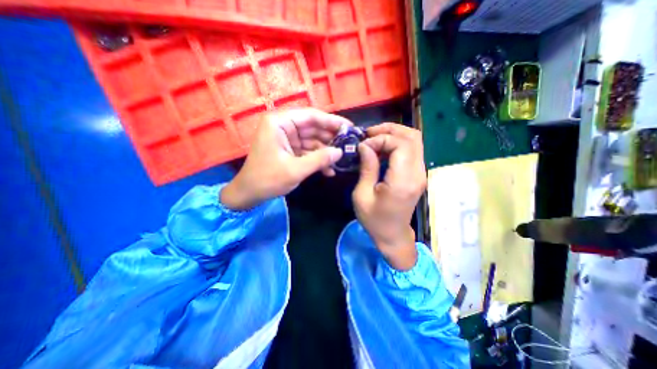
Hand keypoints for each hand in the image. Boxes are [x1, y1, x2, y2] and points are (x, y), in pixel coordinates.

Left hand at [221, 108, 353, 209]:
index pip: (311, 116)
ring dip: (325, 152)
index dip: (332, 121)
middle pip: (313, 128)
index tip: (349, 127)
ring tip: (341, 160)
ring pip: (312, 141)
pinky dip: (317, 159)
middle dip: (330, 138)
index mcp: (280, 123)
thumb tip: (340, 152)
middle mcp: (283, 126)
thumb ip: (320, 159)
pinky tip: (329, 170)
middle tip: (349, 144)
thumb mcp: (296, 169)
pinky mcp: (289, 150)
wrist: (249, 194)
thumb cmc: (268, 179)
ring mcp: (286, 139)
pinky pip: (307, 151)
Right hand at [351, 123, 429, 268]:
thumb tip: (365, 146)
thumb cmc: (374, 219)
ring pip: (414, 140)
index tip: (363, 146)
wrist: (392, 235)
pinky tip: (382, 148)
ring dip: (394, 134)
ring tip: (374, 138)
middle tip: (369, 134)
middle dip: (390, 130)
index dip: (381, 139)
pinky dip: (397, 143)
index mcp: (403, 181)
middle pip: (412, 137)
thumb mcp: (362, 195)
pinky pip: (412, 150)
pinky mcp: (418, 174)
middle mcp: (417, 174)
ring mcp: (421, 173)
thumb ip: (367, 168)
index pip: (401, 144)